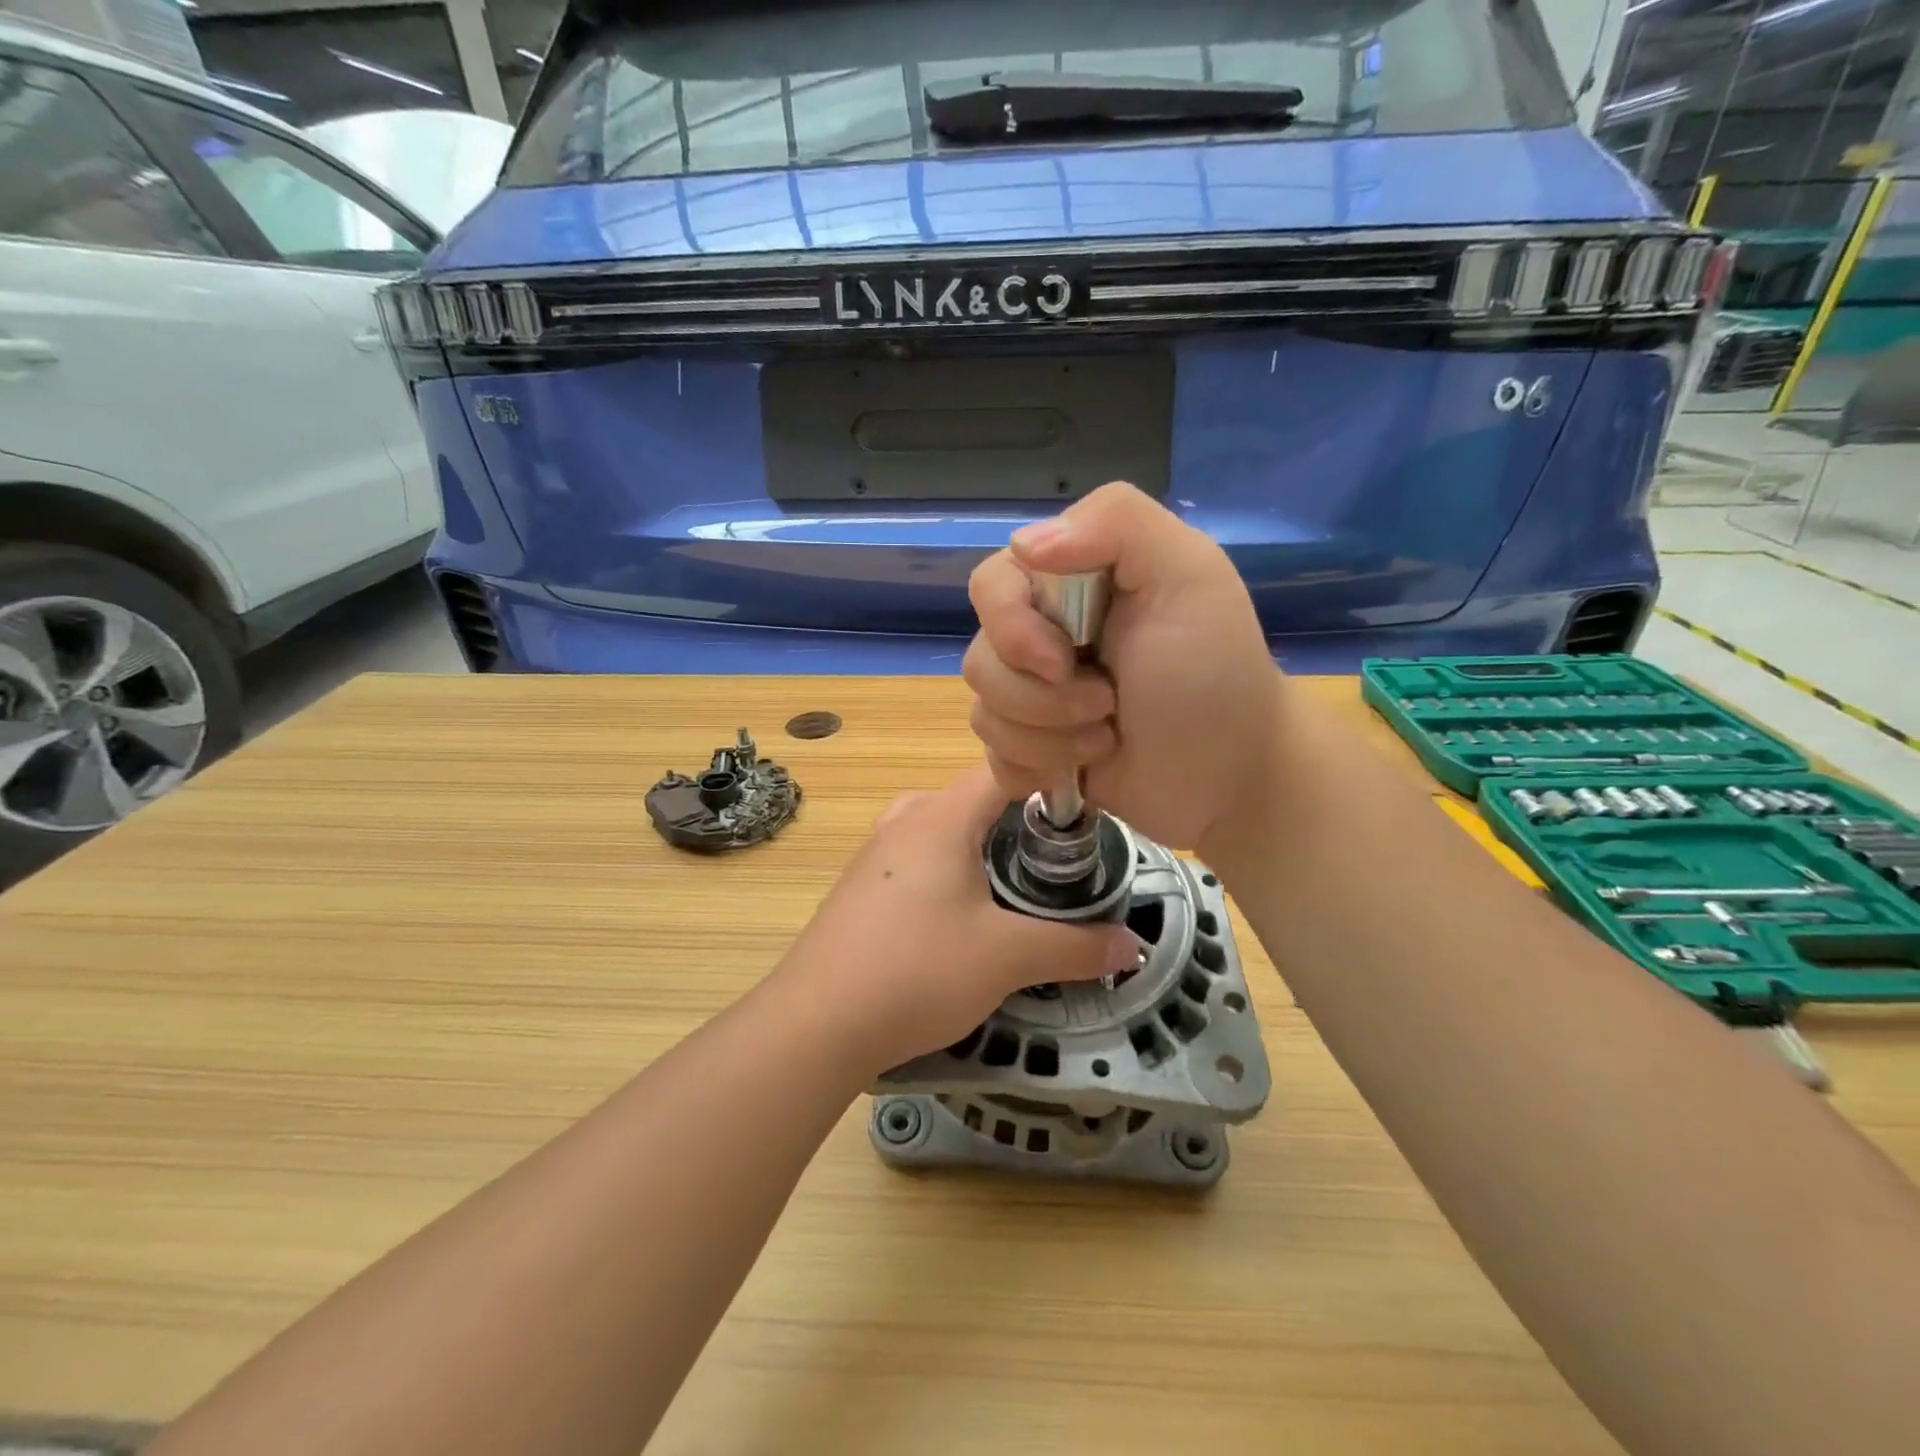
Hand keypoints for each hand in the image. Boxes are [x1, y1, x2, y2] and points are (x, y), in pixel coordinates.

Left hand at [776, 766, 1138, 1077]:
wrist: (816, 1023)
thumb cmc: (917, 970)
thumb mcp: (1008, 958)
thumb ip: (1075, 947)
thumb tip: (1135, 946)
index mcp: (941, 815)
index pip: (1005, 770)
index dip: (1049, 783)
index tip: (1085, 817)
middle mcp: (905, 818)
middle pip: (976, 800)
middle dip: (1020, 824)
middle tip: (1060, 863)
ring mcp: (876, 852)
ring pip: (944, 831)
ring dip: (983, 851)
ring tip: (1018, 890)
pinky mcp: (860, 886)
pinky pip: (917, 860)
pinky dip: (949, 873)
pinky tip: (961, 918)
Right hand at [964, 482, 1282, 856]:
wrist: (1232, 777)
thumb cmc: (1215, 675)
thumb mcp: (1189, 575)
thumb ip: (1117, 522)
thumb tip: (1022, 542)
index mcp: (1071, 583)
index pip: (991, 586)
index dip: (1012, 629)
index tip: (1064, 662)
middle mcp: (1044, 635)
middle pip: (981, 658)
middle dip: (1043, 699)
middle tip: (1108, 706)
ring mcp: (1035, 697)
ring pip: (985, 714)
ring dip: (1049, 738)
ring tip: (1106, 740)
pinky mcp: (1033, 750)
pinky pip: (994, 758)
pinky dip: (1035, 769)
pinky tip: (1080, 770)